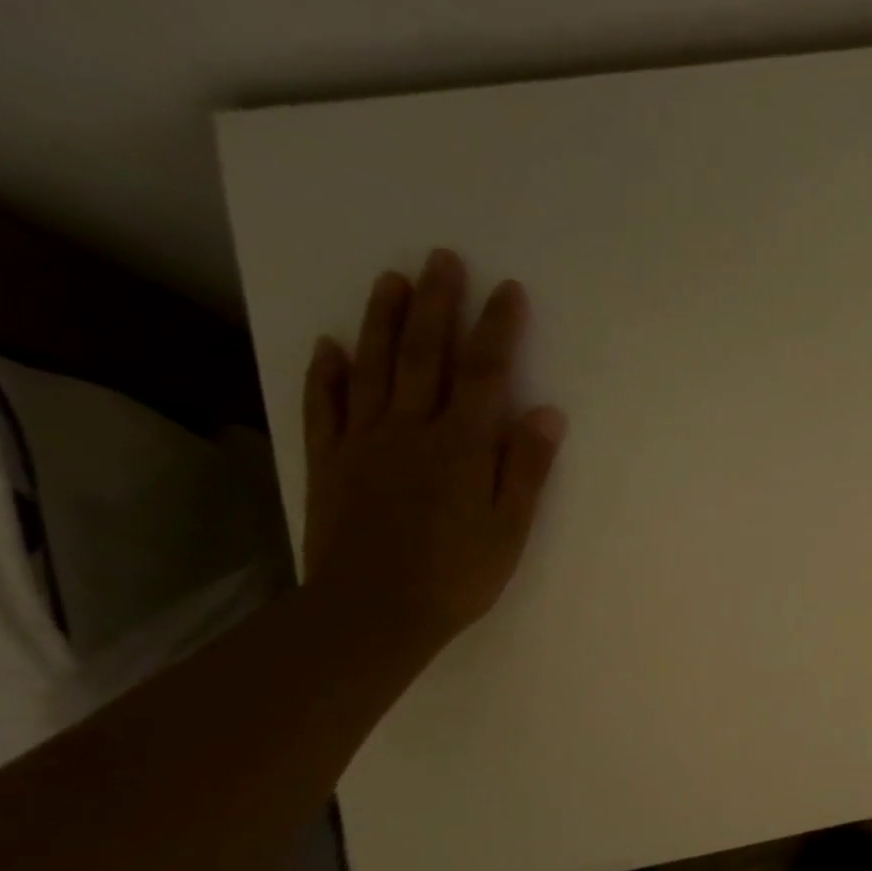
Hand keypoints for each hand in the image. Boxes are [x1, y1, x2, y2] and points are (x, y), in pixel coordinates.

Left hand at [302, 249, 564, 660]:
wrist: (373, 612)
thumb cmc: (457, 575)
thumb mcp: (509, 528)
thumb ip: (525, 468)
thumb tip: (546, 412)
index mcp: (461, 446)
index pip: (484, 374)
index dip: (497, 329)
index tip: (508, 290)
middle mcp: (411, 430)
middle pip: (424, 355)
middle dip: (437, 304)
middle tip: (443, 258)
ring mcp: (363, 442)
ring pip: (373, 368)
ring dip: (383, 321)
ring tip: (391, 279)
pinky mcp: (330, 462)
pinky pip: (325, 406)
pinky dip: (326, 372)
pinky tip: (331, 346)